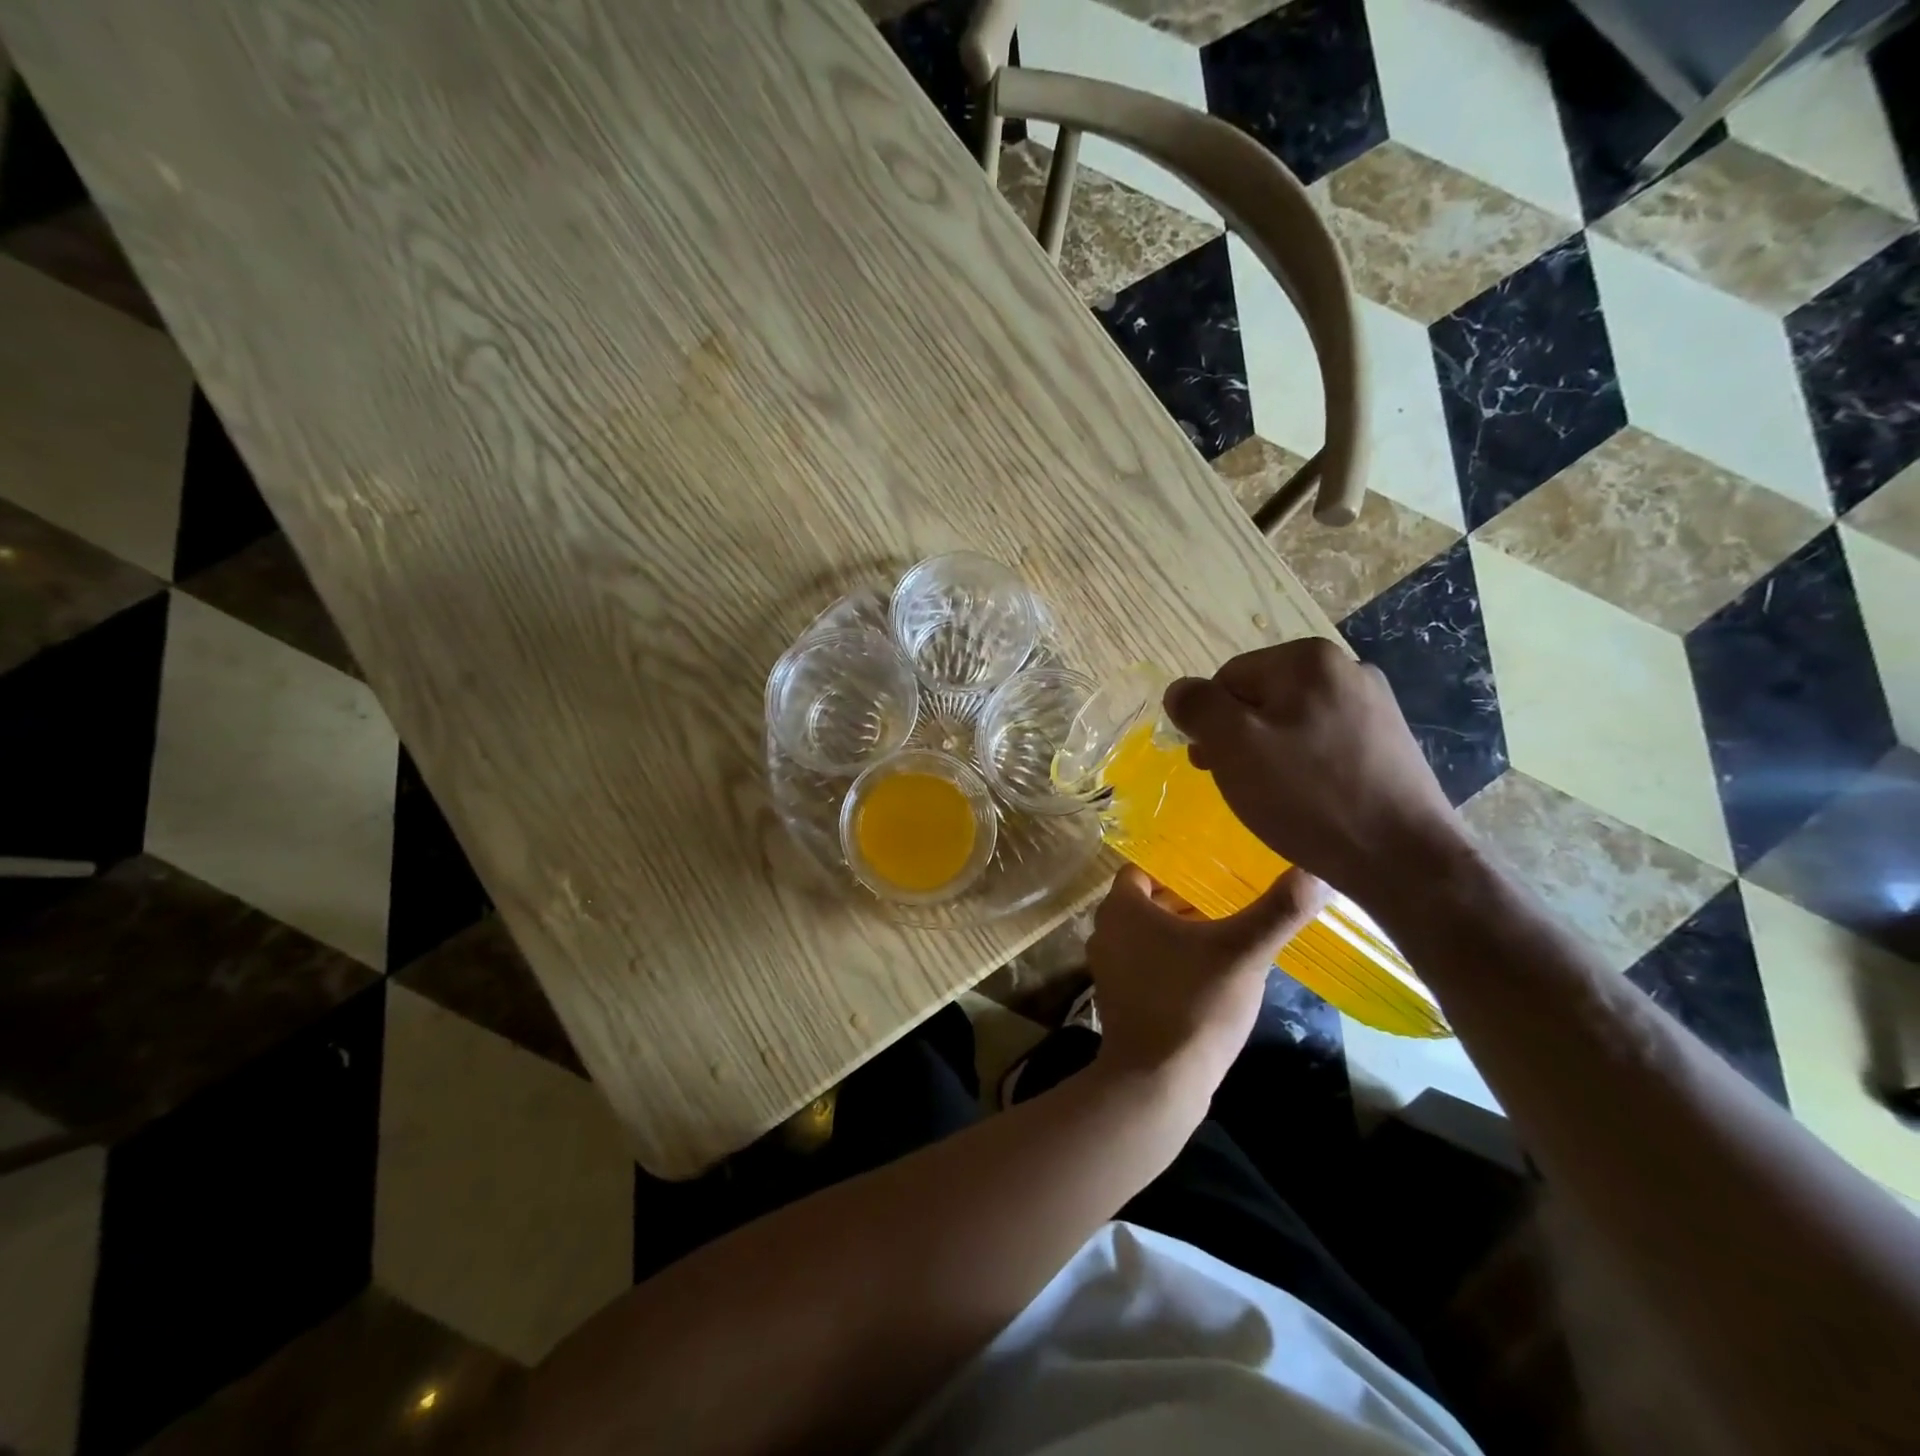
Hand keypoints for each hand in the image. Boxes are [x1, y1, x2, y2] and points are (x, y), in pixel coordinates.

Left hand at [1086, 864, 1326, 1092]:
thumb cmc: (1195, 1003)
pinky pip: (1144, 964)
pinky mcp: (1117, 999)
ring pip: (1146, 935)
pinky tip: (1208, 975)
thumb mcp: (1245, 952)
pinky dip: (1169, 961)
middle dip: (1185, 900)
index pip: (1145, 869)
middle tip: (1230, 901)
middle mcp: (1106, 931)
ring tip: (1225, 935)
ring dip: (1179, 933)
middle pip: (1147, 902)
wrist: (1157, 1082)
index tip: (1215, 873)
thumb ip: (1280, 910)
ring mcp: (1108, 968)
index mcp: (1122, 908)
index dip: (1178, 869)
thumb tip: (1318, 872)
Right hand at [1163, 638, 1466, 905]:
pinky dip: (1304, 765)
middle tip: (1238, 783)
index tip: (1213, 766)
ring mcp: (1374, 704)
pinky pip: (1322, 742)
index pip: (1227, 679)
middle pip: (1260, 697)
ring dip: (1268, 753)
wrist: (1404, 859)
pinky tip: (1308, 798)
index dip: (1211, 723)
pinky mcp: (1388, 741)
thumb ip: (1197, 707)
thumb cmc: (1309, 797)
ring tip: (1274, 796)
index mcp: (1308, 659)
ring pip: (1290, 721)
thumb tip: (1179, 690)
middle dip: (1239, 738)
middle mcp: (1346, 668)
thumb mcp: (1234, 747)